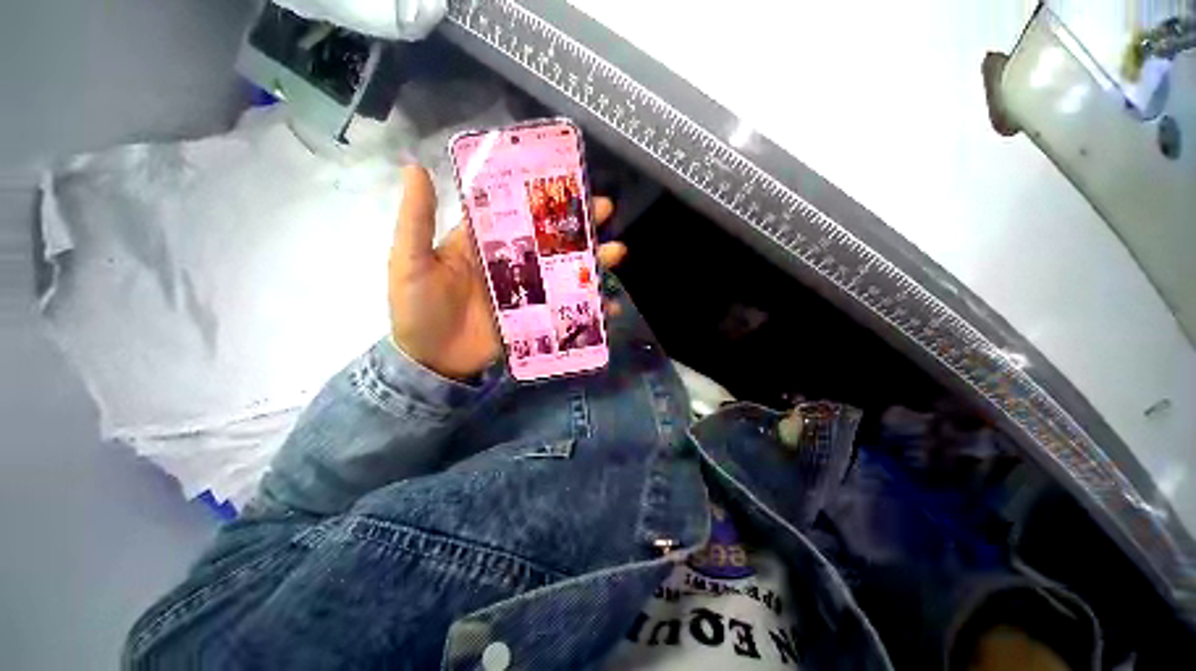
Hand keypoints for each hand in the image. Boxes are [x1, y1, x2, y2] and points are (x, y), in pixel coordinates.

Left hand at [389, 165, 626, 380]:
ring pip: (565, 272)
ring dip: (592, 263)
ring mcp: (528, 293)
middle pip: (550, 240)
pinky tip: (610, 307)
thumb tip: (417, 167)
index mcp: (485, 242)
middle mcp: (512, 263)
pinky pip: (567, 309)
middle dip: (579, 225)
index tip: (571, 182)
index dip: (543, 197)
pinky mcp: (537, 318)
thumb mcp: (410, 261)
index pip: (518, 212)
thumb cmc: (417, 309)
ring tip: (617, 254)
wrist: (431, 363)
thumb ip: (417, 220)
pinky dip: (589, 309)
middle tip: (607, 213)